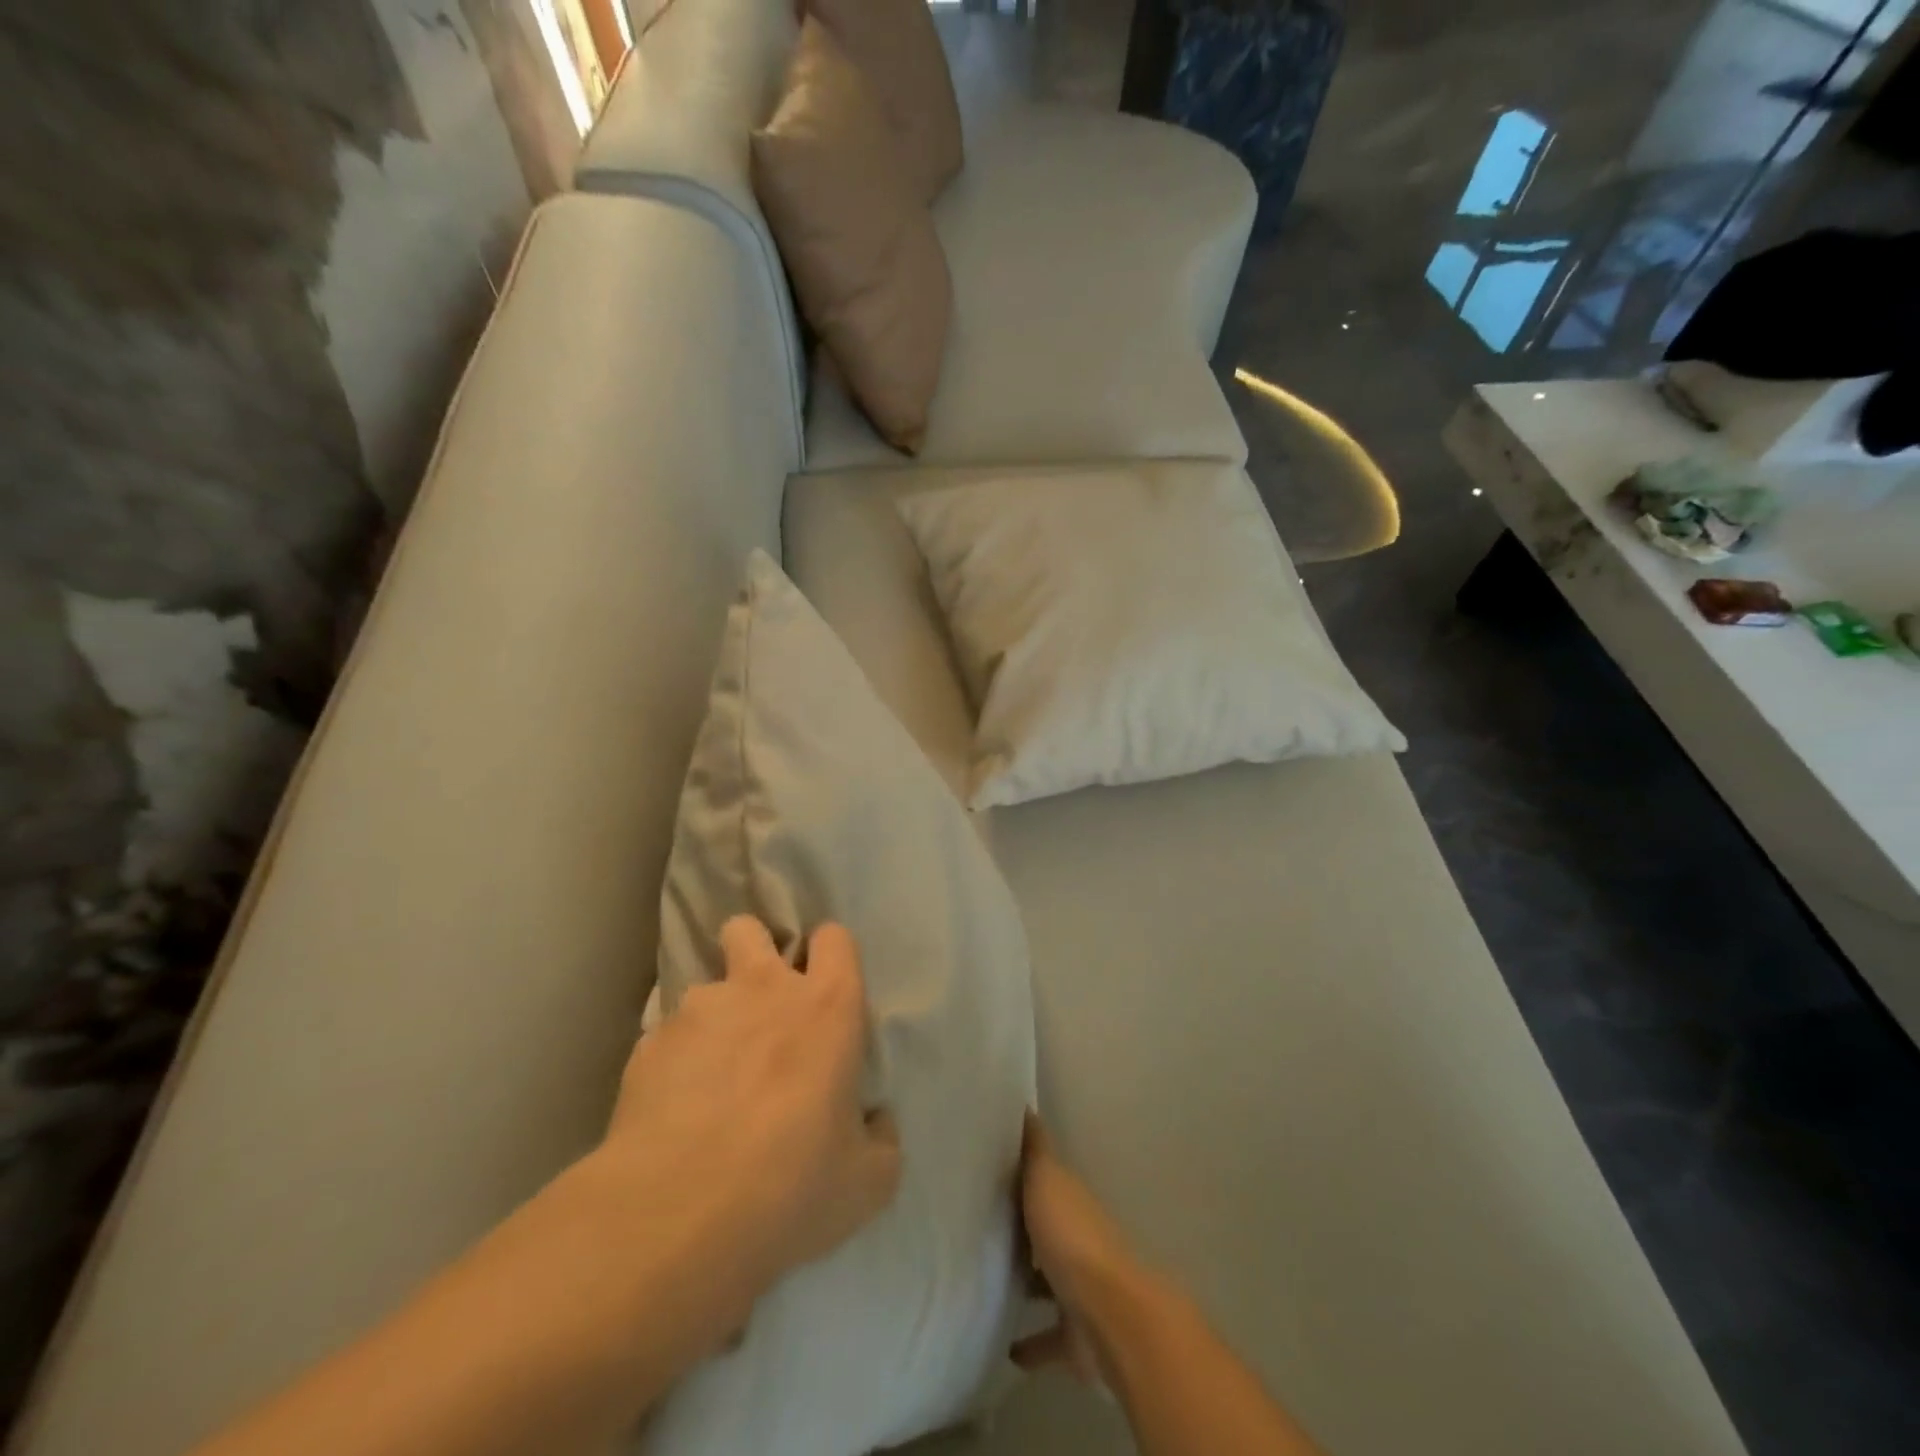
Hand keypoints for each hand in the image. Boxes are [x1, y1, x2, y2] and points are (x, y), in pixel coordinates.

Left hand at [599, 916, 901, 1303]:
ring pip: (704, 985)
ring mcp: (699, 1010)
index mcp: (827, 1006)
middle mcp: (763, 989)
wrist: (675, 1216)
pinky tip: (674, 1109)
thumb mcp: (867, 1182)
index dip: (831, 957)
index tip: (825, 989)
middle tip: (758, 1003)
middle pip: (750, 929)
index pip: (834, 938)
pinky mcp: (649, 1044)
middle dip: (753, 950)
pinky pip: (667, 1037)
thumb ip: (881, 1139)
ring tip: (709, 1075)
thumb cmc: (791, 1186)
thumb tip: (874, 1123)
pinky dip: (674, 1061)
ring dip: (713, 1017)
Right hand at [1012, 1112, 1145, 1382]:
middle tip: (982, 1226)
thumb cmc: (1072, 1237)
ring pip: (1047, 1282)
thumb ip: (1034, 1148)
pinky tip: (1006, 1348)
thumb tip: (1025, 1105)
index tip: (991, 1167)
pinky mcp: (1074, 1337)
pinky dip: (1031, 1345)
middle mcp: (1077, 1241)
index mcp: (1070, 1201)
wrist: (1110, 1315)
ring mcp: (1078, 1290)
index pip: (1044, 1180)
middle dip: (1023, 1229)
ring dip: (1028, 1282)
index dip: (1022, 1173)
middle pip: (1045, 1230)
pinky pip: (1048, 1338)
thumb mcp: (1047, 1179)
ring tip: (987, 1281)